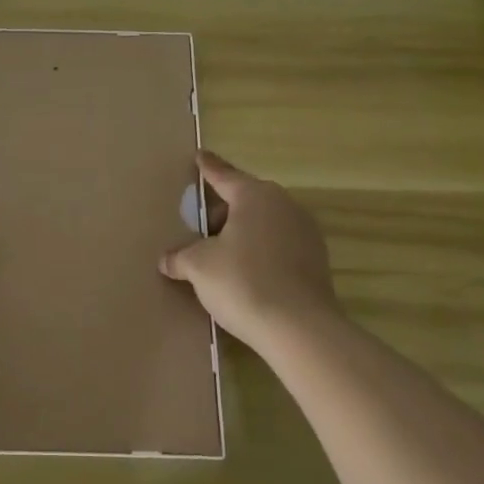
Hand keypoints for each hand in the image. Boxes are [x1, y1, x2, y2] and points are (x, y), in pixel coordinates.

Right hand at [160, 151, 343, 356]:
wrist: (299, 328)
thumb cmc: (243, 282)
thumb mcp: (199, 267)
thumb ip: (180, 257)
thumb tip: (167, 260)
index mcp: (254, 195)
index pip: (223, 175)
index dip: (207, 167)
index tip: (199, 156)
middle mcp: (283, 204)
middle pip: (245, 200)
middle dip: (222, 211)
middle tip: (199, 227)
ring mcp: (305, 231)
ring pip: (264, 223)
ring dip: (242, 233)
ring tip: (221, 254)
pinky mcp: (316, 259)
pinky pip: (278, 244)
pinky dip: (260, 251)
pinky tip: (246, 274)